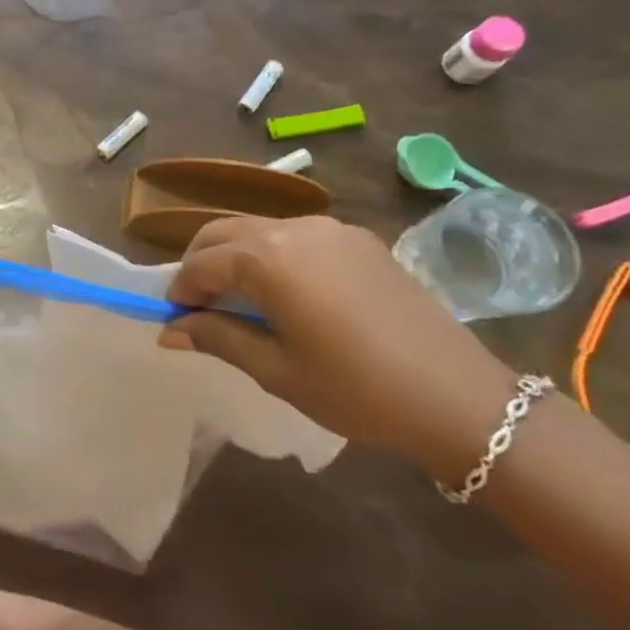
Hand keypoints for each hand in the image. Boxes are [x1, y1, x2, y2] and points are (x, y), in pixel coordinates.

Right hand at [160, 215, 518, 478]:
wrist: (461, 400)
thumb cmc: (357, 390)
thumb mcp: (276, 370)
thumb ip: (218, 338)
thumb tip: (168, 331)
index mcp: (267, 258)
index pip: (202, 263)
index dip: (181, 290)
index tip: (173, 319)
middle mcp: (293, 229)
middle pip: (223, 232)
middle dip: (201, 263)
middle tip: (197, 305)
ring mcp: (330, 229)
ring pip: (258, 229)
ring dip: (235, 256)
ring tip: (239, 300)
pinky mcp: (359, 240)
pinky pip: (296, 236)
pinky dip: (273, 255)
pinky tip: (286, 293)